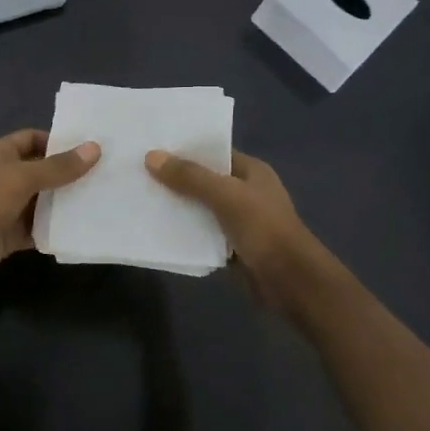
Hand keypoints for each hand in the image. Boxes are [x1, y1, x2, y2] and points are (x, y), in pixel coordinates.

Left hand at [0, 129, 99, 295]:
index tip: (90, 148)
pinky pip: (36, 230)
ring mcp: (4, 209)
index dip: (58, 141)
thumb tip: (95, 148)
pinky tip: (80, 230)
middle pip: (40, 171)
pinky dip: (54, 230)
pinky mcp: (7, 236)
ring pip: (40, 203)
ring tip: (100, 201)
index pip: (32, 139)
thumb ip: (58, 167)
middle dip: (67, 175)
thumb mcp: (21, 178)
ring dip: (63, 204)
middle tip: (105, 176)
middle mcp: (1, 178)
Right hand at [144, 148, 319, 300]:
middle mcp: (246, 192)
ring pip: (202, 209)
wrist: (291, 282)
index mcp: (252, 172)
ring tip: (142, 199)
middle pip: (205, 181)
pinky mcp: (233, 248)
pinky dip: (186, 233)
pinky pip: (204, 235)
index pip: (215, 153)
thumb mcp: (226, 196)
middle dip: (176, 180)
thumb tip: (151, 156)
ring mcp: (240, 221)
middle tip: (138, 174)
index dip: (186, 150)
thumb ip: (190, 177)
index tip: (152, 148)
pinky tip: (159, 230)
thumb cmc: (264, 229)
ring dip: (179, 207)